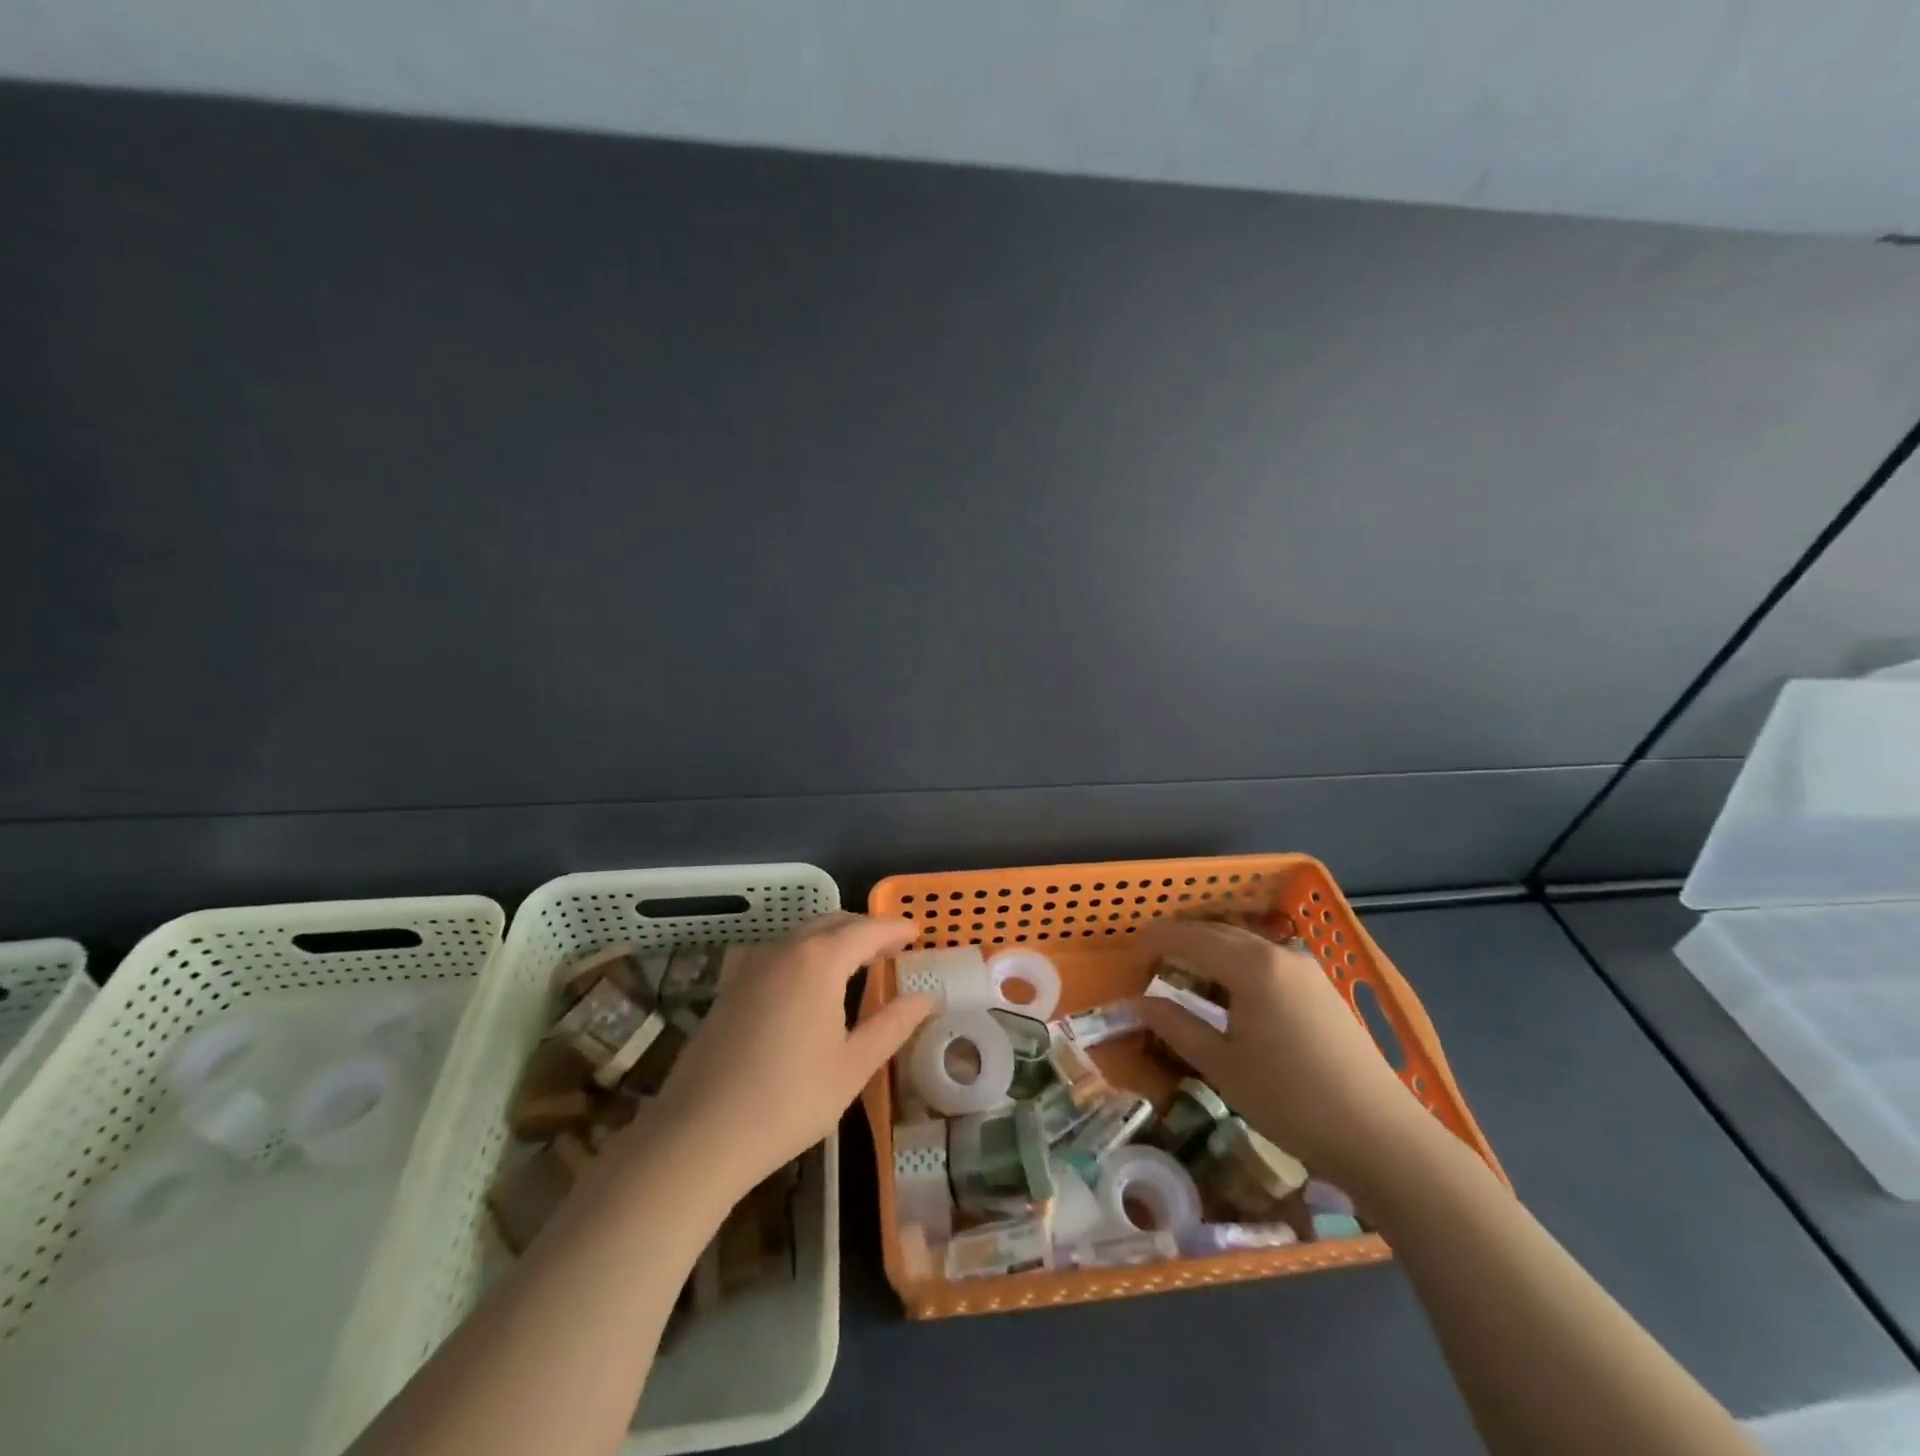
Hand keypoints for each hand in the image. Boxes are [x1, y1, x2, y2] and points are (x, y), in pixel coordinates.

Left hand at [649, 915, 935, 1195]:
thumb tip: (926, 998)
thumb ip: (892, 1025)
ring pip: (802, 936)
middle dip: (864, 929)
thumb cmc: (788, 1100)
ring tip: (857, 963)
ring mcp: (751, 967)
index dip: (894, 929)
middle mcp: (784, 951)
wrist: (698, 1135)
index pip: (866, 930)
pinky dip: (806, 955)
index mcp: (819, 961)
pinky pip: (779, 955)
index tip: (917, 932)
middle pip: (832, 923)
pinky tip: (811, 986)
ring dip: (833, 939)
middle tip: (891, 947)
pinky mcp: (731, 988)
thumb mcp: (853, 1066)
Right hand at [1138, 920, 1425, 1178]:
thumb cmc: (1291, 1101)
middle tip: (1150, 963)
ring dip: (1210, 952)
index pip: (1190, 937)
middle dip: (1181, 942)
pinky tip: (1231, 995)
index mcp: (1251, 965)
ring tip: (1185, 976)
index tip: (1128, 954)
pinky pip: (1267, 961)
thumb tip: (1141, 1003)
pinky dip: (1237, 966)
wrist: (1383, 1138)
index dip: (1155, 941)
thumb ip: (1177, 1026)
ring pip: (1245, 945)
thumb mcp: (1223, 1066)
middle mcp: (1280, 954)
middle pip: (1218, 933)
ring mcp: (1307, 970)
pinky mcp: (1323, 990)